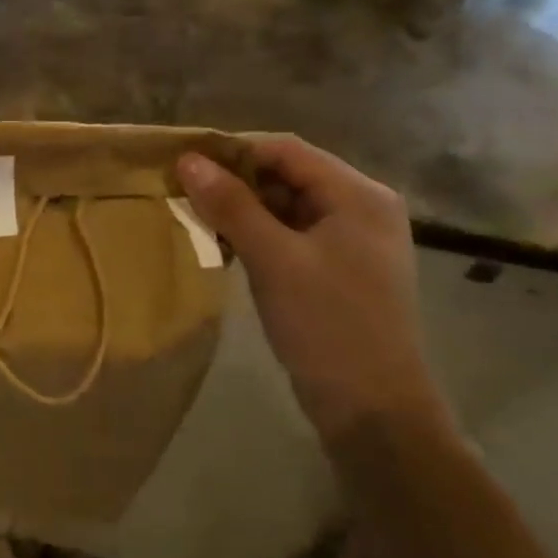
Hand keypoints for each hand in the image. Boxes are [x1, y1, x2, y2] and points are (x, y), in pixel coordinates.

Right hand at [179, 137, 440, 439]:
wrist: (372, 407)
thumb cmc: (327, 324)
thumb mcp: (274, 260)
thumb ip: (232, 206)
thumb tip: (188, 160)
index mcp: (359, 196)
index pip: (288, 150)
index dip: (234, 150)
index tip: (185, 162)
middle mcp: (361, 208)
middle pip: (288, 176)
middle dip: (236, 181)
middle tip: (185, 193)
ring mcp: (352, 241)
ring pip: (287, 207)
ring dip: (243, 210)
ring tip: (197, 219)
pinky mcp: (338, 269)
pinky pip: (291, 236)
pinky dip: (258, 235)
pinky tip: (225, 247)